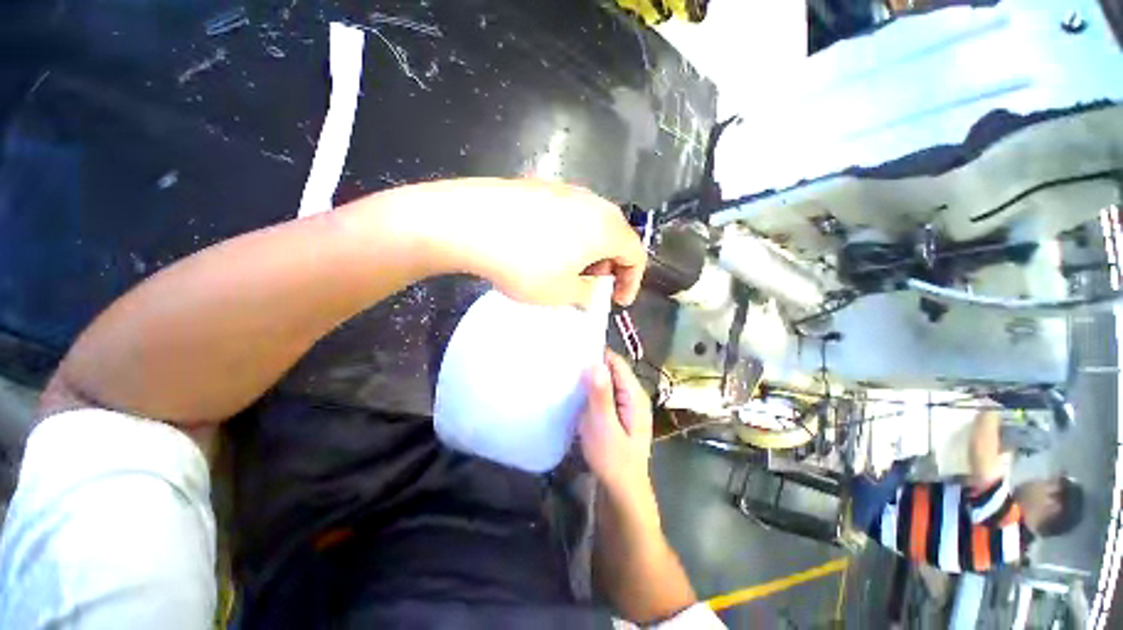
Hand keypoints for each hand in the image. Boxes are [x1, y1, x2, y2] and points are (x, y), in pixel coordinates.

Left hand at [399, 178, 645, 306]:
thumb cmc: (525, 264)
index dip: (632, 280)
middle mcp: (592, 202)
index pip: (636, 254)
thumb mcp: (561, 292)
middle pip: (615, 236)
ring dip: (588, 251)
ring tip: (568, 271)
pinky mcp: (540, 187)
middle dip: (608, 266)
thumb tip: (591, 291)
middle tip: (591, 287)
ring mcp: (565, 190)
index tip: (617, 300)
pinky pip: (567, 215)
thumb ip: (586, 294)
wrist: (470, 223)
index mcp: (606, 227)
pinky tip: (545, 250)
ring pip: (590, 224)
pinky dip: (568, 236)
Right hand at [580, 351, 654, 501]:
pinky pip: (604, 395)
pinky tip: (576, 395)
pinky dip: (591, 392)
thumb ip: (600, 395)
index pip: (616, 362)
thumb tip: (594, 363)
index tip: (574, 350)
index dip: (597, 353)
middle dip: (591, 366)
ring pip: (607, 383)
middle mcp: (633, 396)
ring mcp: (626, 406)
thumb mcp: (604, 427)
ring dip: (590, 379)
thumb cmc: (613, 460)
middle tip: (566, 363)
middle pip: (612, 371)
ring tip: (567, 375)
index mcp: (634, 395)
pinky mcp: (618, 415)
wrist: (622, 492)